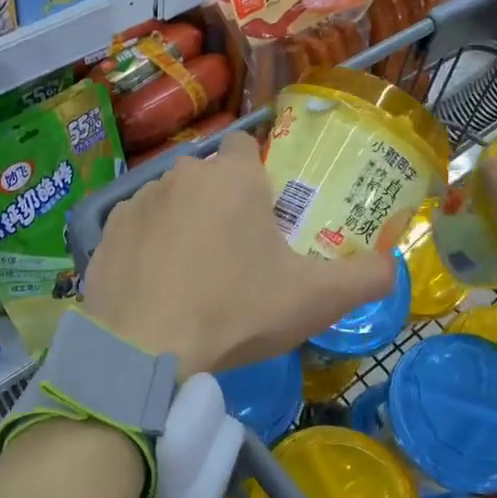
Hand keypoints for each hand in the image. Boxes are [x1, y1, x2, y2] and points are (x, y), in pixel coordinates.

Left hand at [82, 132, 395, 378]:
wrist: (143, 351)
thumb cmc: (235, 312)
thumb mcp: (316, 300)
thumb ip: (366, 278)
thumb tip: (390, 265)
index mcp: (233, 178)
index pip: (247, 146)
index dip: (259, 174)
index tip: (266, 213)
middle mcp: (182, 174)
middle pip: (210, 177)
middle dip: (223, 203)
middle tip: (237, 255)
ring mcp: (138, 201)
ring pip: (173, 200)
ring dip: (185, 223)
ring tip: (193, 276)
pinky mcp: (106, 231)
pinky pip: (138, 228)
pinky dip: (149, 246)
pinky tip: (156, 286)